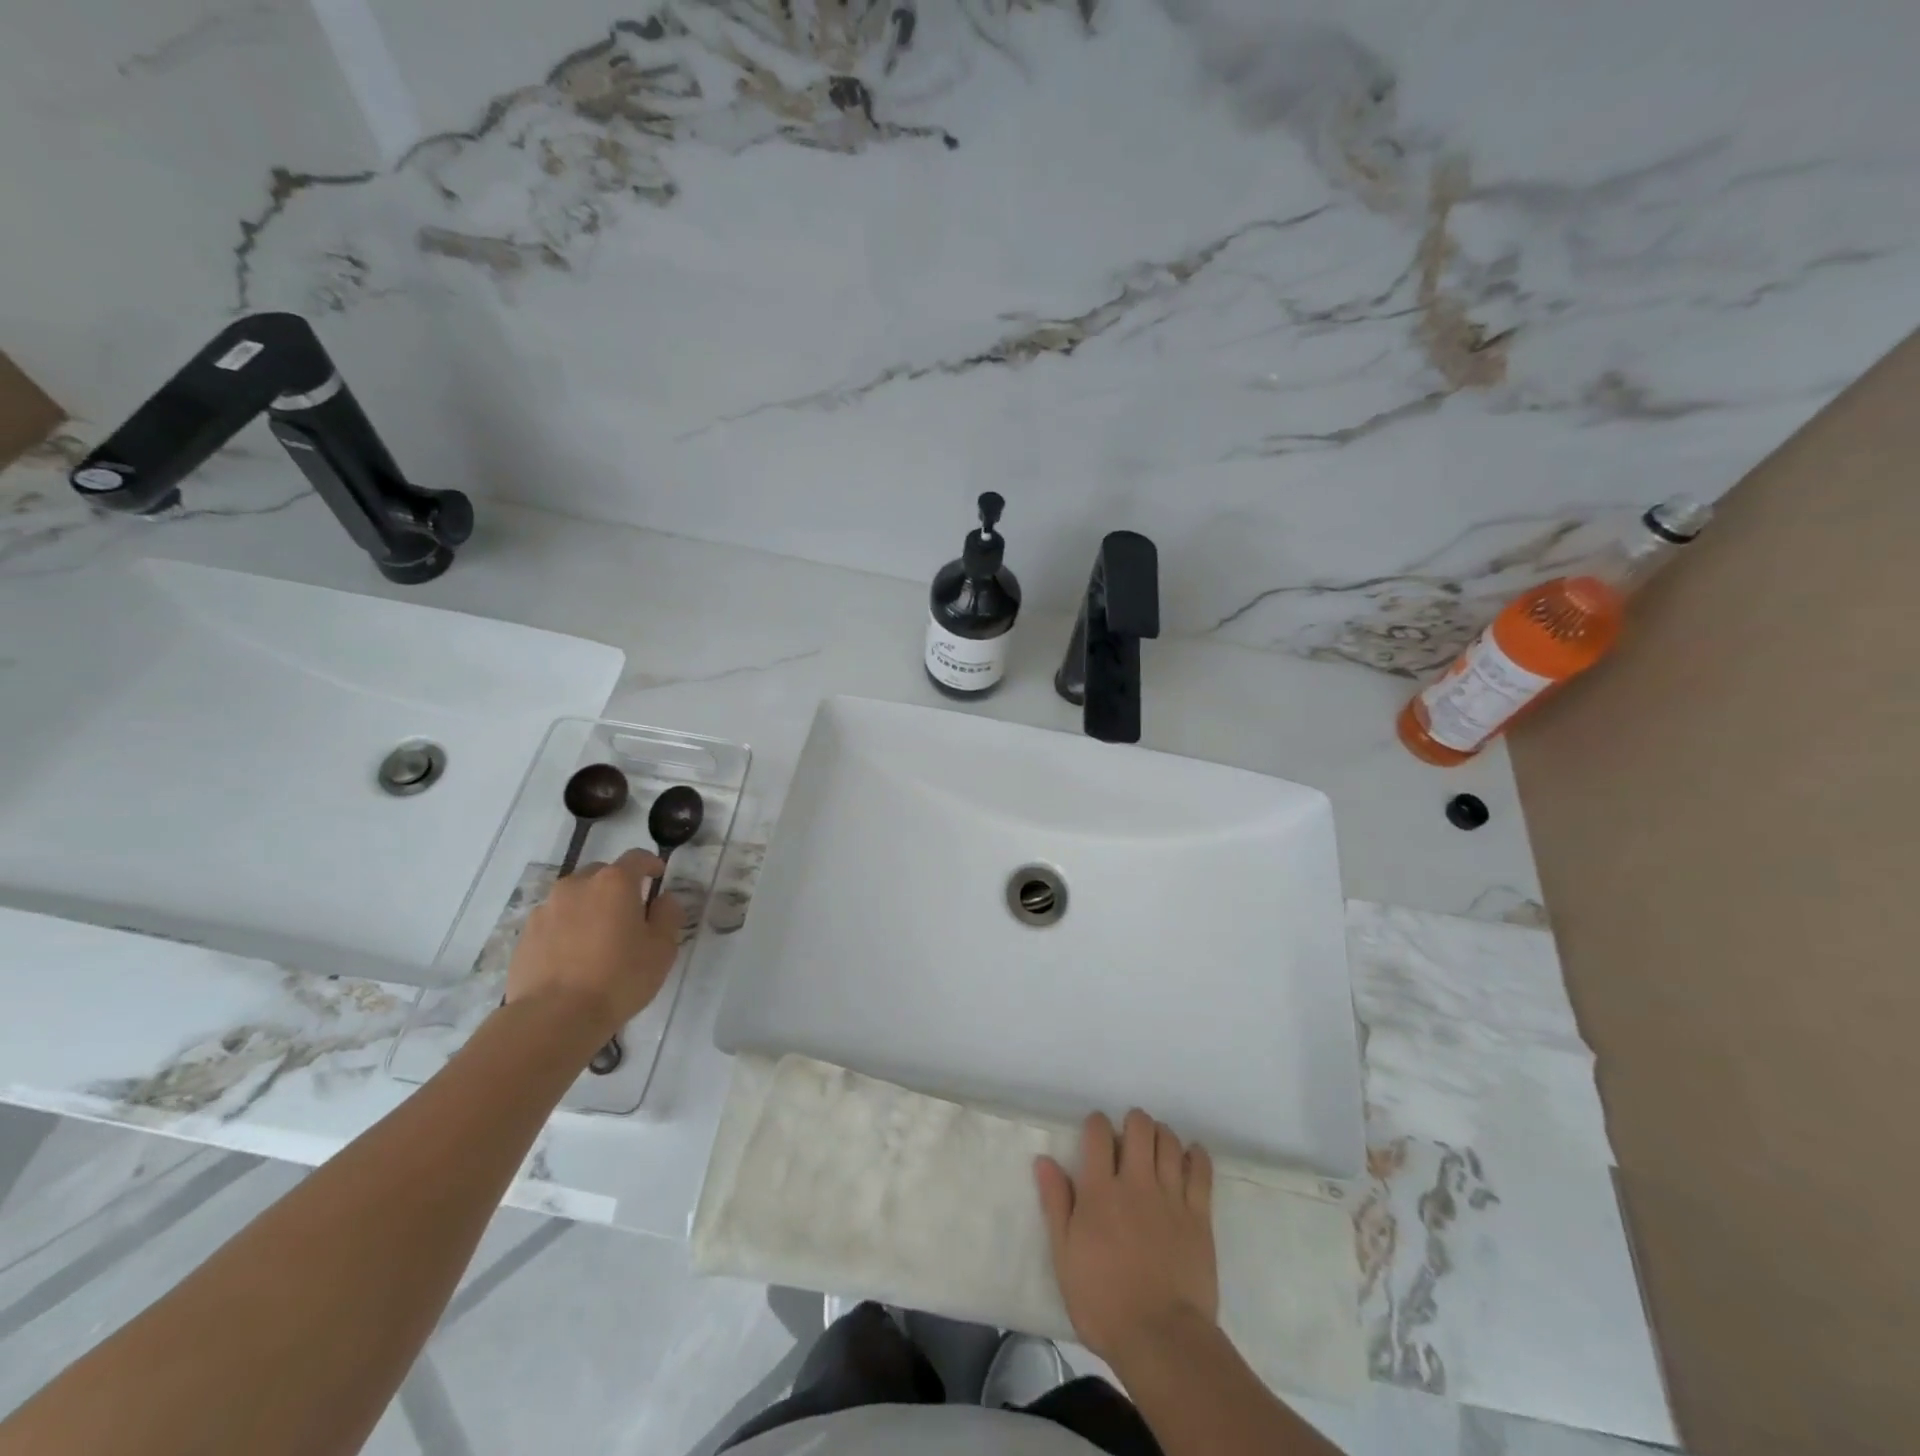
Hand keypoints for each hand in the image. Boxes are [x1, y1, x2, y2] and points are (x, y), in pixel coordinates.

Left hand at [504, 849, 682, 1042]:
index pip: (637, 858)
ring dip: (589, 906)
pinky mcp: (525, 935)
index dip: (651, 864)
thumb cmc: (619, 978)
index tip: (658, 876)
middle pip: (602, 873)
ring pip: (574, 897)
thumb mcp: (662, 949)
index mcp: (614, 882)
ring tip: (598, 938)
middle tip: (629, 913)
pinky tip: (573, 957)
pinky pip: (554, 921)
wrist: (554, 1018)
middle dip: (617, 886)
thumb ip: (668, 915)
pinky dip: (566, 928)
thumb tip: (663, 899)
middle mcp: (577, 885)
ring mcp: (546, 909)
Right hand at [1035, 1109, 1218, 1367]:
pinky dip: (1196, 1156)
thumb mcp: (1065, 1257)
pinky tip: (1190, 1156)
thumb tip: (1044, 1161)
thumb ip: (1056, 1204)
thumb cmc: (1103, 1302)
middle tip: (1129, 1140)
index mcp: (1099, 1190)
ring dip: (1162, 1136)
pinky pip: (1201, 1170)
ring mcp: (1170, 1197)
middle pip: (1140, 1126)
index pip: (1098, 1132)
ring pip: (1170, 1141)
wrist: (1161, 1340)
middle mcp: (1136, 1182)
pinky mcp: (1199, 1216)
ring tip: (1156, 1148)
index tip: (1096, 1135)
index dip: (1097, 1124)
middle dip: (1133, 1123)